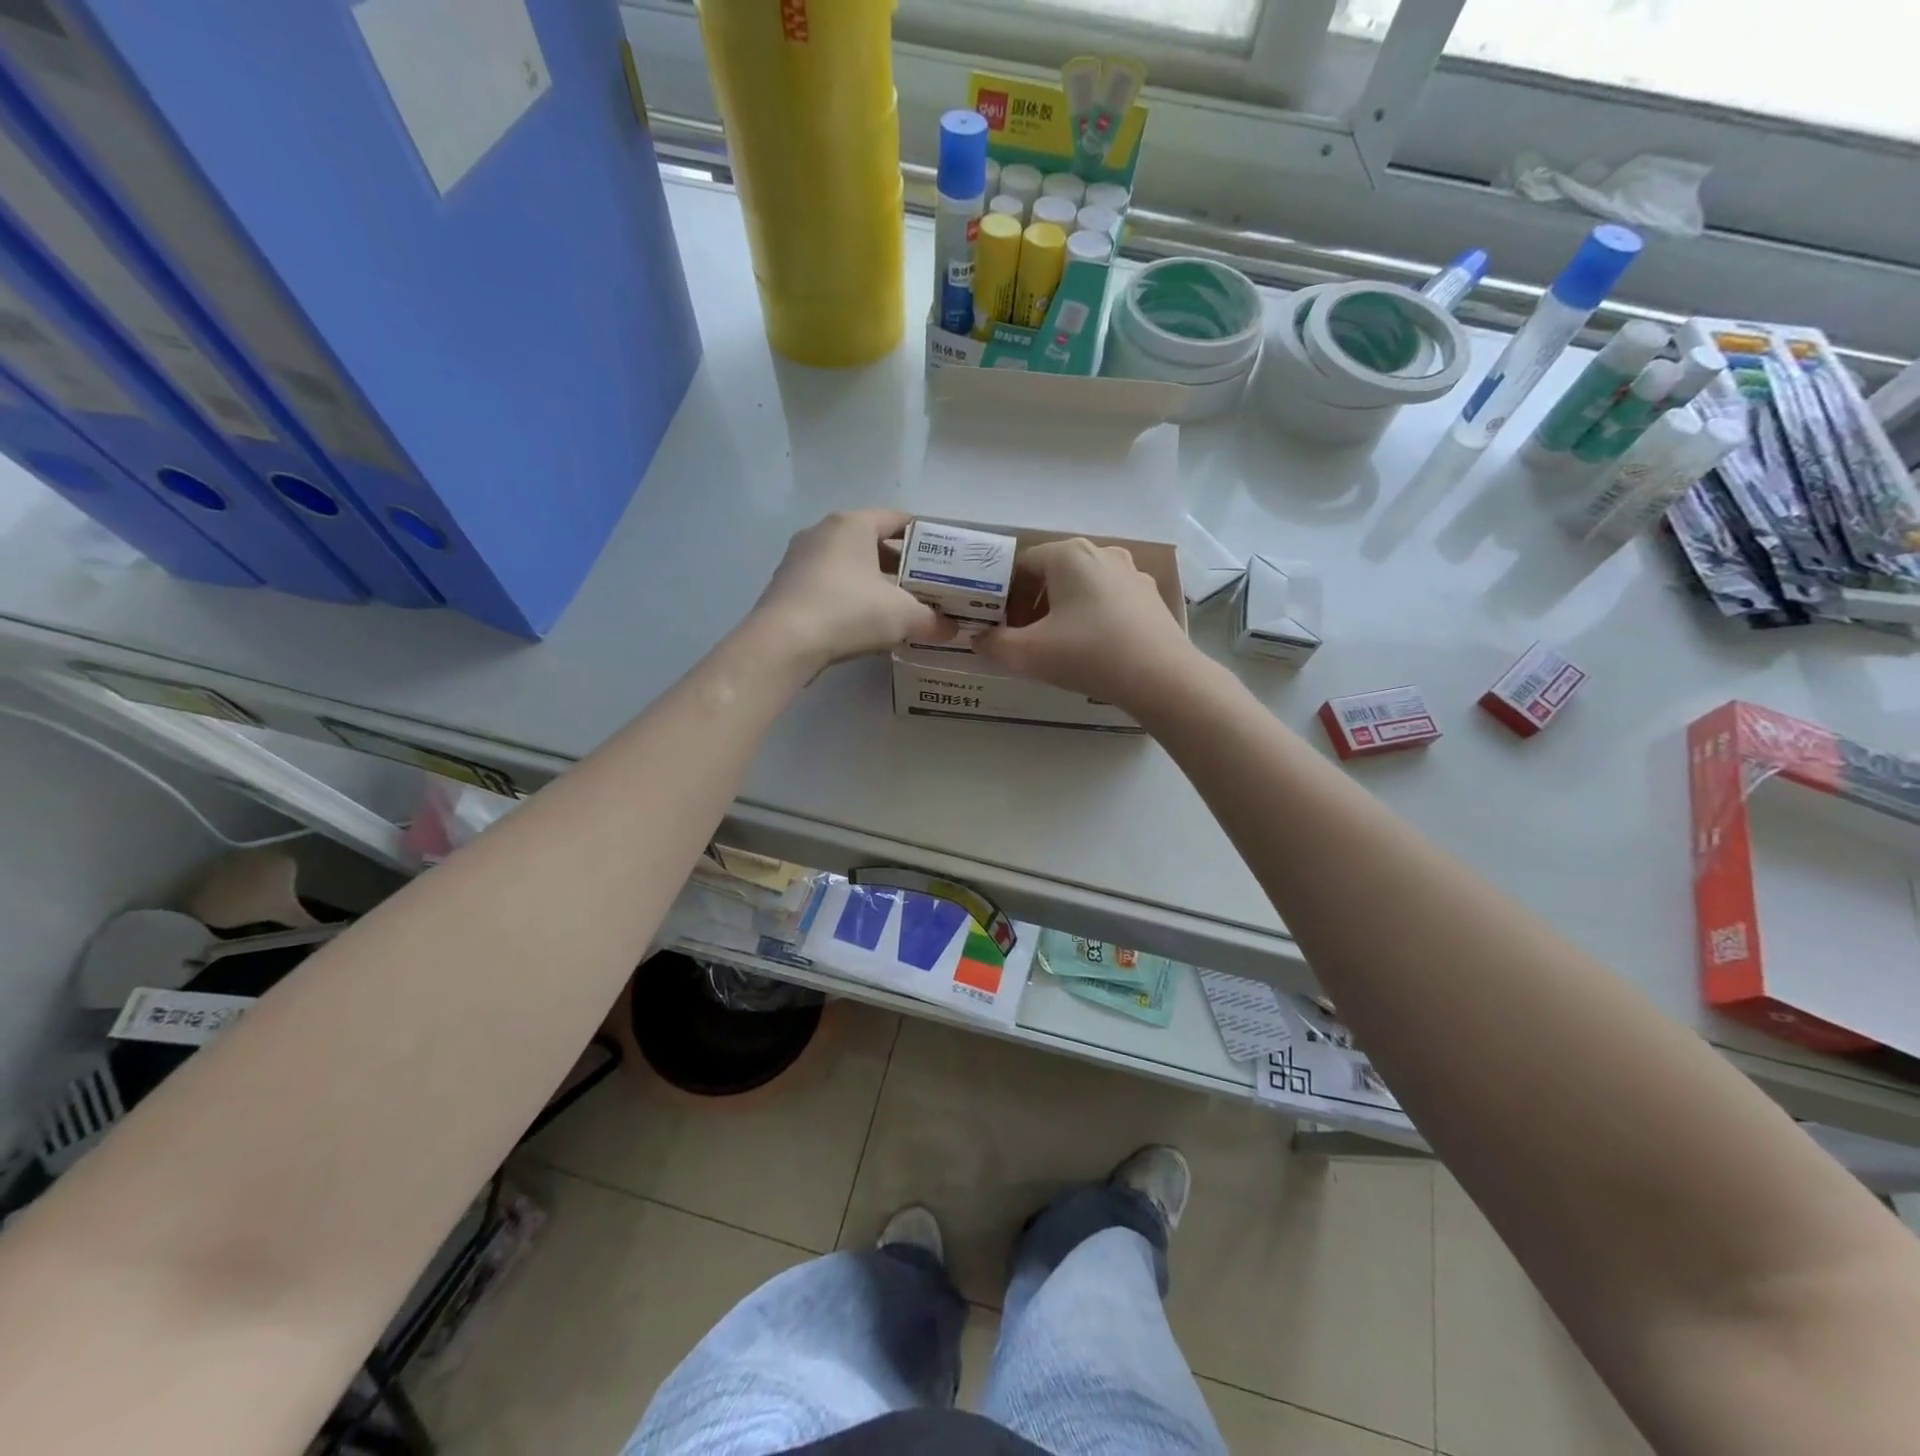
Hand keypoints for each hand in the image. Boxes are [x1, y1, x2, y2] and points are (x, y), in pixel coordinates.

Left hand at [749, 510, 950, 672]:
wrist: (783, 643)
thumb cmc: (848, 611)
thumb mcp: (903, 617)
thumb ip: (933, 620)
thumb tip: (951, 629)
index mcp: (853, 524)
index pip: (896, 518)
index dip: (924, 536)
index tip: (942, 557)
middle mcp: (823, 531)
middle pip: (871, 541)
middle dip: (899, 563)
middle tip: (924, 586)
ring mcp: (799, 558)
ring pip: (847, 563)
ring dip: (872, 581)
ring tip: (896, 606)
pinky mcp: (785, 585)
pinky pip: (827, 583)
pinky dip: (847, 595)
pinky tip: (861, 621)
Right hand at [976, 537, 1197, 707]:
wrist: (1161, 678)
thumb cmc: (1088, 654)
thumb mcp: (1026, 654)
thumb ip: (993, 645)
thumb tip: (978, 639)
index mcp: (1069, 555)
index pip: (1022, 565)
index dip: (1005, 596)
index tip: (1002, 628)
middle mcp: (1102, 553)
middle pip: (1053, 575)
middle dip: (1033, 605)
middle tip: (1025, 639)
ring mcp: (1132, 574)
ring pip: (1082, 588)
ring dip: (1062, 612)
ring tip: (1058, 647)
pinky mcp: (1150, 598)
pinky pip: (1108, 602)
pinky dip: (1092, 619)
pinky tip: (1092, 650)